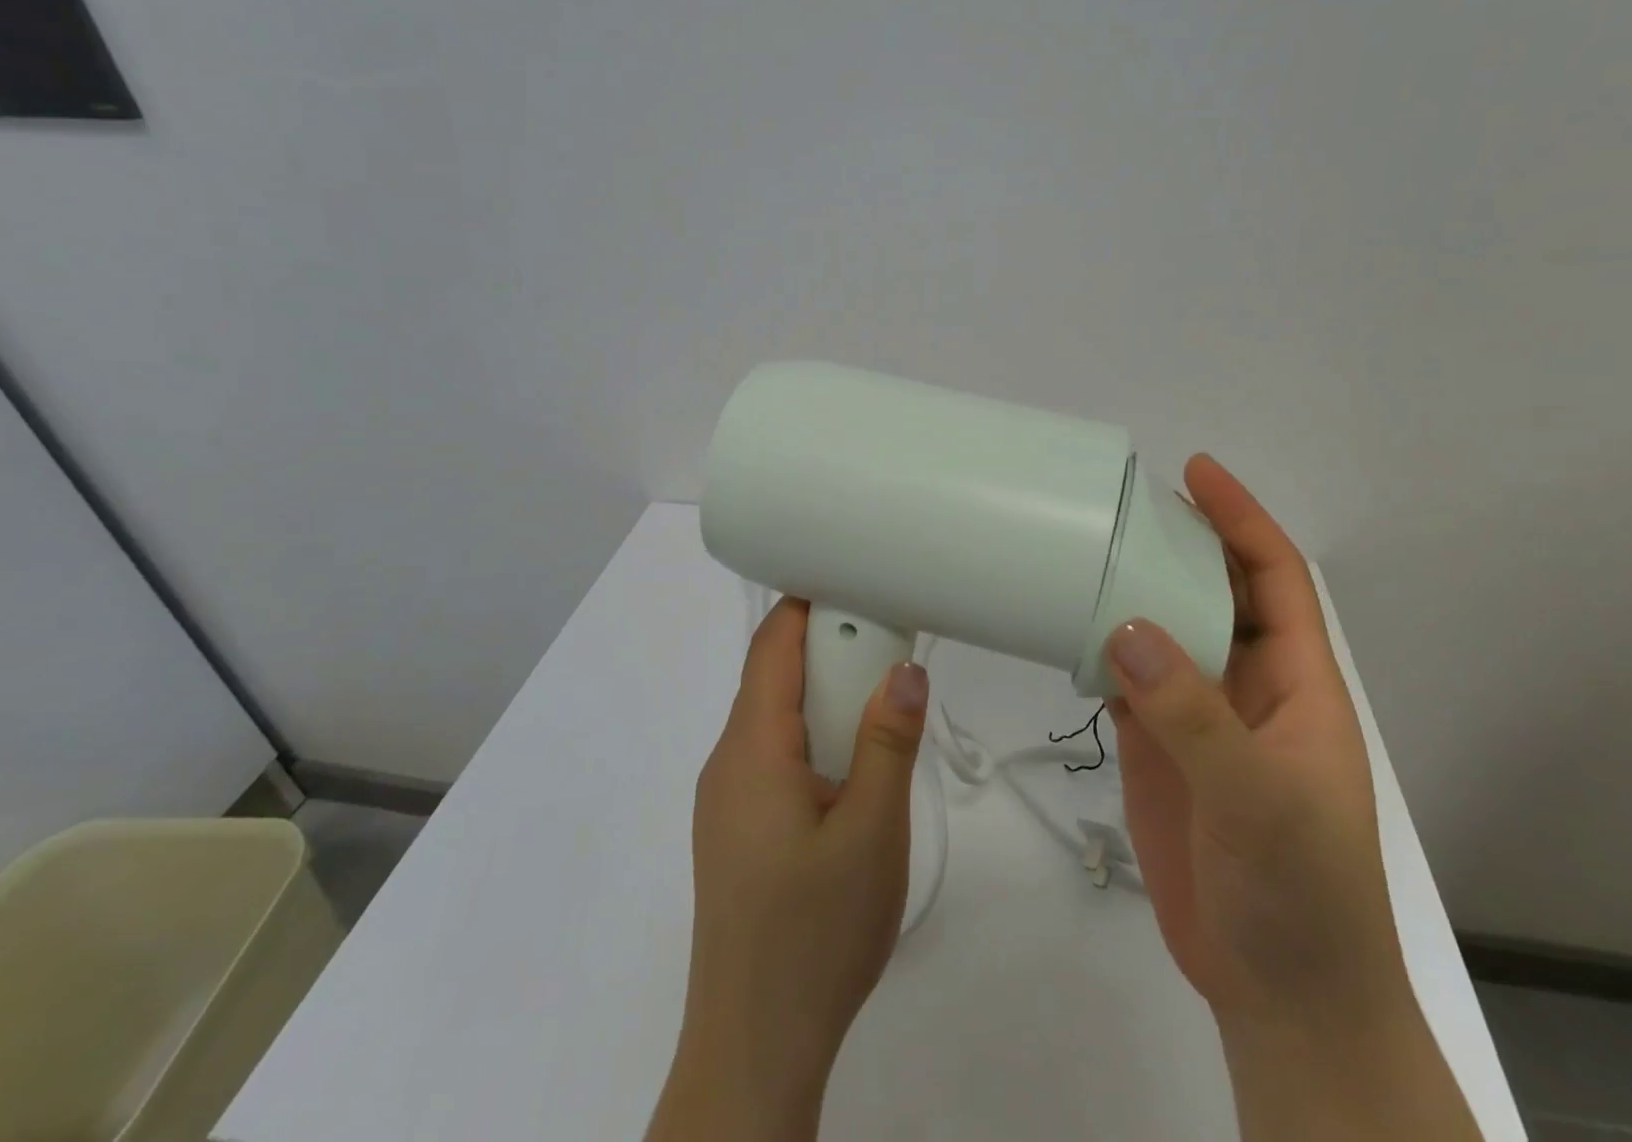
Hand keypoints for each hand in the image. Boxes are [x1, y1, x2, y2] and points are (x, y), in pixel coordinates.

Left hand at [646, 598, 928, 1141]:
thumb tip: (905, 668)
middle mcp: (728, 761)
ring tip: (881, 704)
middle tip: (890, 647)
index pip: (771, 644)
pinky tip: (851, 768)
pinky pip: (772, 754)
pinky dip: (813, 734)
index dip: (809, 603)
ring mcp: (726, 798)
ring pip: (775, 717)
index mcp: (752, 748)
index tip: (860, 583)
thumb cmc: (816, 932)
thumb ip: (890, 742)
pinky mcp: (735, 829)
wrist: (755, 1047)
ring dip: (825, 696)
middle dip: (829, 650)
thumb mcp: (872, 832)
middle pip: (773, 676)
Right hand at [1108, 455, 1480, 1140]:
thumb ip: (1194, 715)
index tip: (1198, 473)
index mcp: (1297, 684)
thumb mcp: (1258, 799)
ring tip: (1086, 551)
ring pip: (1165, 633)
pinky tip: (1068, 626)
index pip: (1273, 579)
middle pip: (1213, 593)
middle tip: (1123, 505)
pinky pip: (1128, 681)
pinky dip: (1101, 649)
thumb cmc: (1300, 894)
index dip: (1242, 520)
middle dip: (1179, 544)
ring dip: (1133, 593)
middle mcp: (1249, 687)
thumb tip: (1126, 627)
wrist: (1279, 995)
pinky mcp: (1159, 749)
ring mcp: (1200, 719)